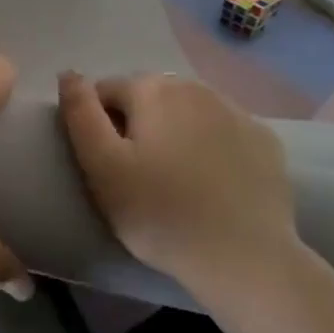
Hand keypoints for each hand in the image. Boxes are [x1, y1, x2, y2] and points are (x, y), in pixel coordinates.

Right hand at [58, 71, 313, 312]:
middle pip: (149, 98)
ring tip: (174, 180)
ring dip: (174, 133)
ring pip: (187, 113)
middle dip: (137, 126)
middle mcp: (196, 87)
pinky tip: (212, 183)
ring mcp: (237, 111)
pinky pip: (223, 133)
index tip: (107, 166)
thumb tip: (68, 74)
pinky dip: (211, 147)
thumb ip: (80, 114)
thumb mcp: (101, 167)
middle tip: (138, 176)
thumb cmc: (159, 213)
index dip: (98, 127)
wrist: (244, 258)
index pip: (105, 92)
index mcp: (153, 89)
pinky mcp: (265, 141)